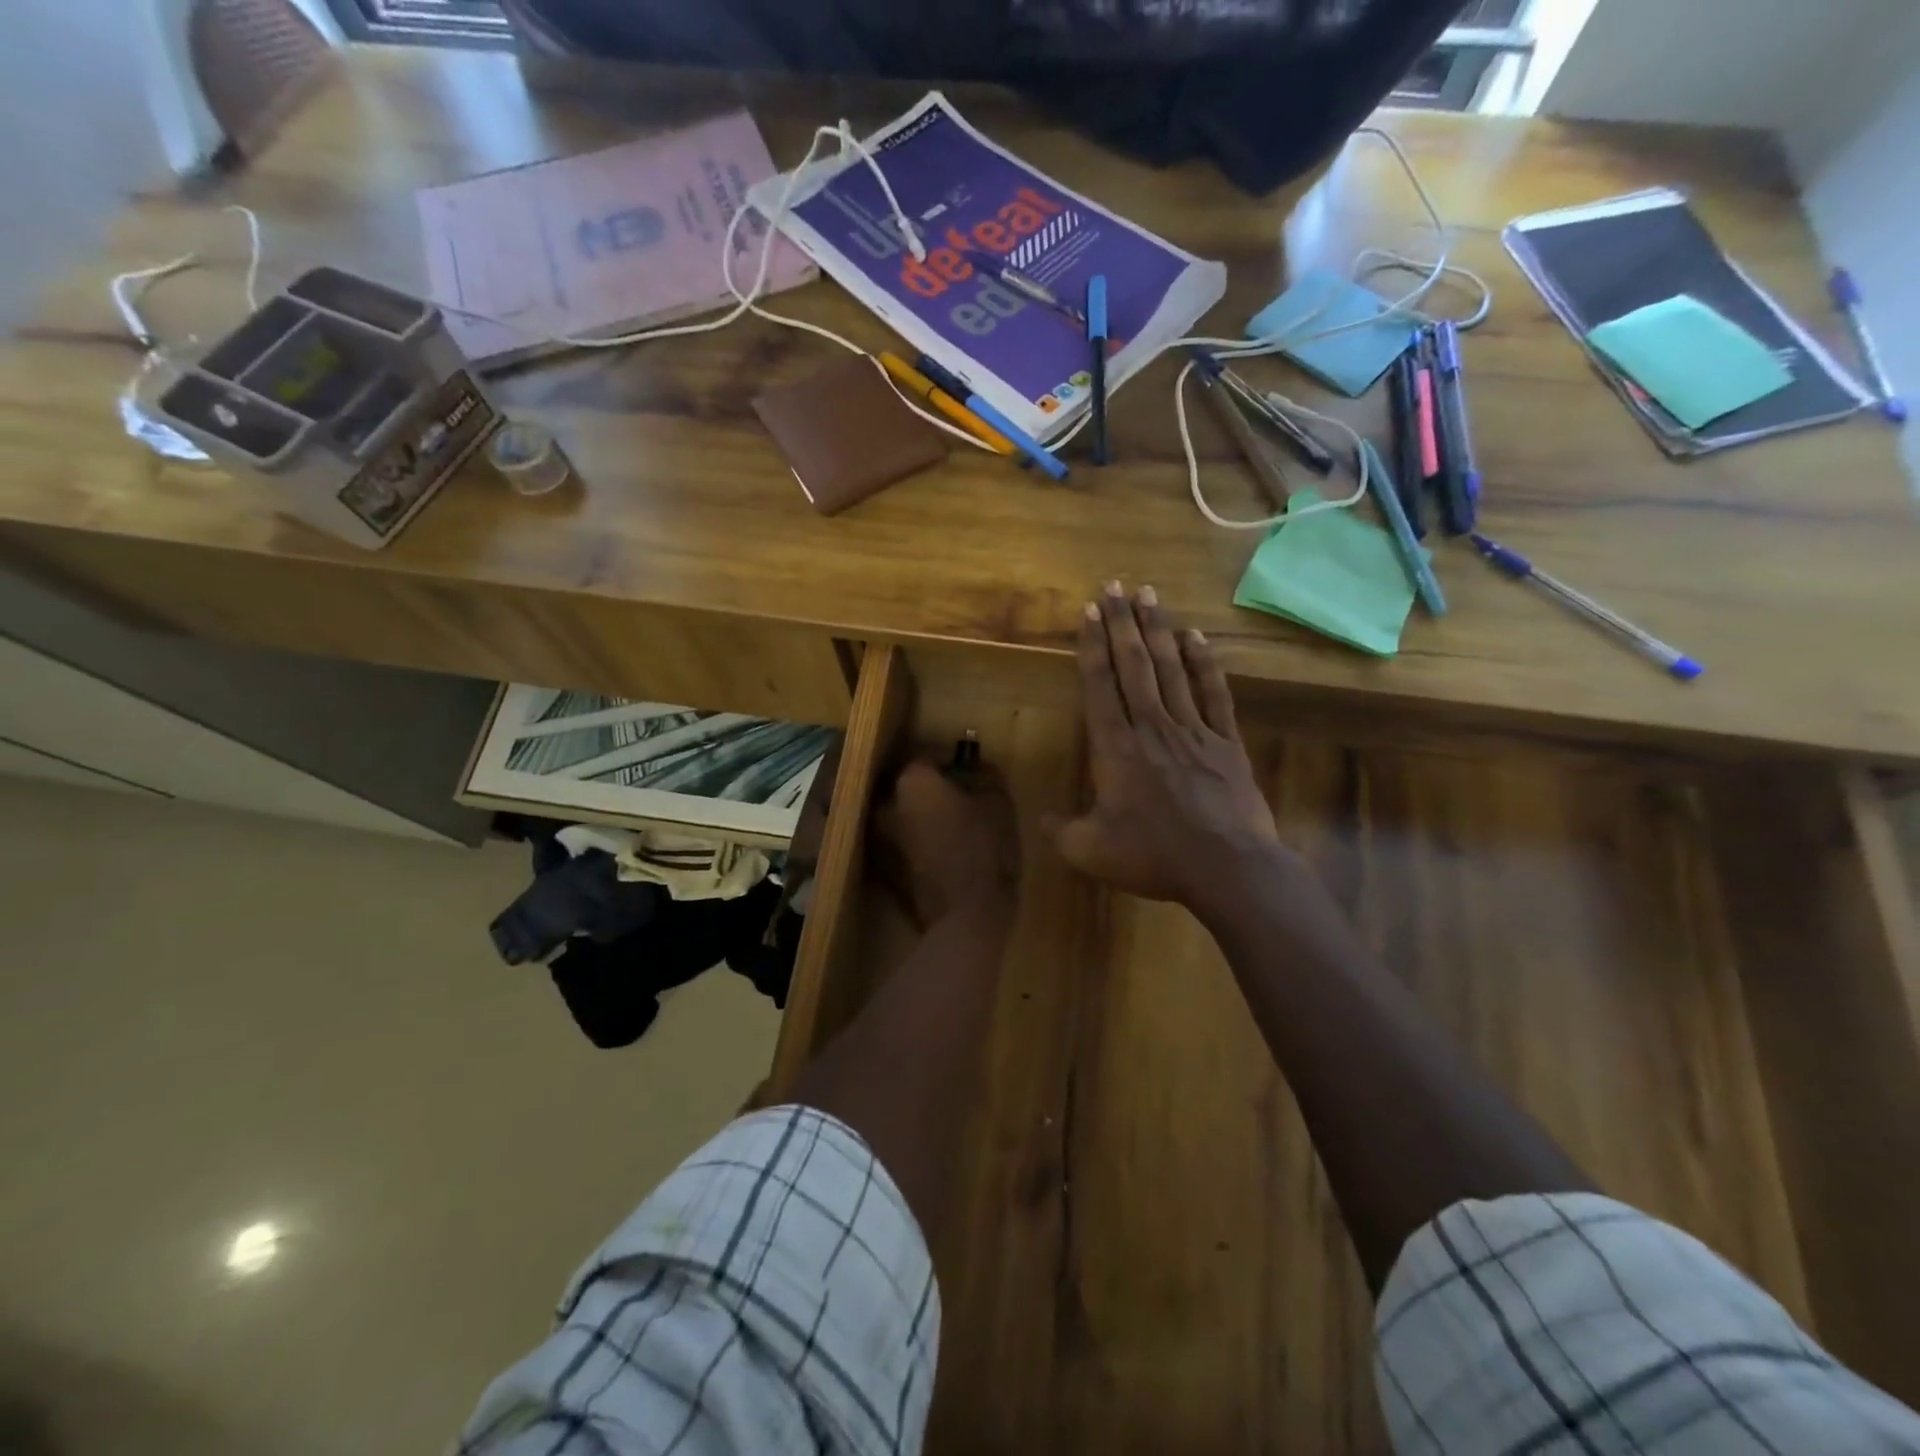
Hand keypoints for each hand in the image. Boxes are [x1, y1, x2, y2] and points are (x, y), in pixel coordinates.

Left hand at [878, 759, 1019, 927]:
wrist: (965, 918)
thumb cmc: (985, 851)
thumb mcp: (999, 805)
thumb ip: (987, 777)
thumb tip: (980, 767)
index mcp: (912, 782)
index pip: (926, 754)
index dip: (949, 759)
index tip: (967, 766)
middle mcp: (886, 804)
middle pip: (908, 785)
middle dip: (930, 787)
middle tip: (959, 794)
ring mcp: (879, 839)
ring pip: (902, 814)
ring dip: (921, 814)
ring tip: (950, 823)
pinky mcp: (883, 868)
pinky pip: (901, 841)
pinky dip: (916, 839)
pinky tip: (942, 848)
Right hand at [1047, 584, 1288, 912]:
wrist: (1227, 867)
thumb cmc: (1153, 857)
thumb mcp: (1091, 852)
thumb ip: (1061, 832)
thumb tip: (1042, 820)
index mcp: (1116, 749)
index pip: (1099, 686)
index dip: (1092, 646)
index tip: (1089, 611)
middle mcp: (1152, 727)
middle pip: (1134, 665)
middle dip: (1121, 623)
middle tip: (1114, 586)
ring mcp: (1193, 730)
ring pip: (1171, 669)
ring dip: (1157, 630)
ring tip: (1148, 595)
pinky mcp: (1226, 742)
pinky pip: (1212, 694)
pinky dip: (1203, 664)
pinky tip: (1195, 637)